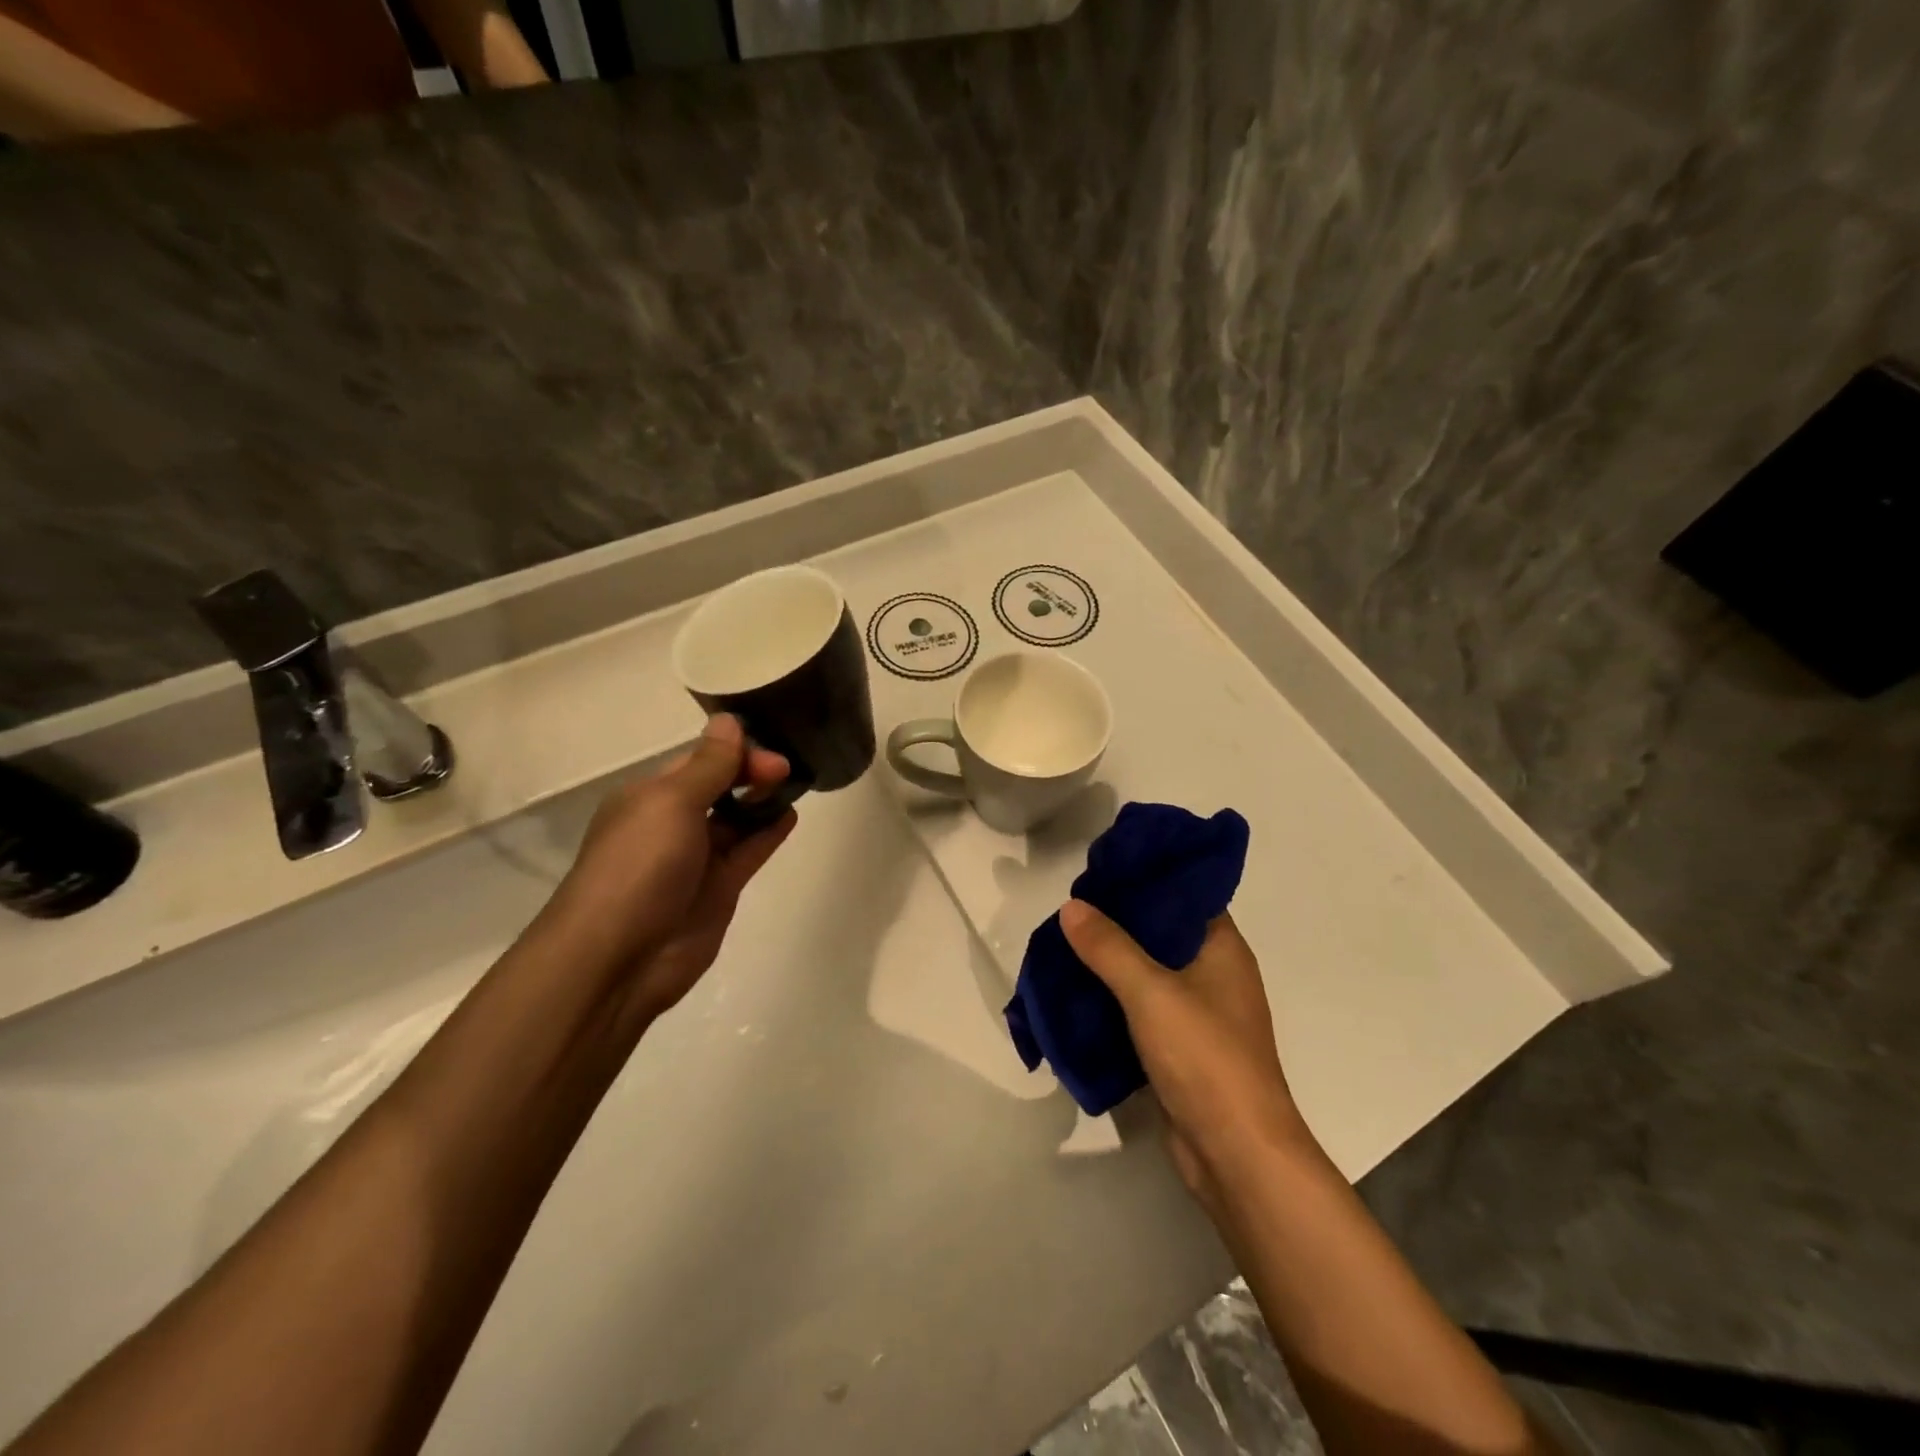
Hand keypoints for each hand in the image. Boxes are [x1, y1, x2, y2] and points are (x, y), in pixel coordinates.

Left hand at [538, 714, 795, 1026]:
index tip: (770, 750)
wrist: (620, 958)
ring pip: (737, 818)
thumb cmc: (639, 867)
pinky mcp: (719, 889)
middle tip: (786, 769)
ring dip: (763, 799)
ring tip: (797, 782)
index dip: (735, 750)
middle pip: (720, 785)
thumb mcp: (671, 803)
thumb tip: (728, 720)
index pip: (699, 759)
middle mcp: (672, 823)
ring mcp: (697, 858)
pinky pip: (749, 851)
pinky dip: (769, 832)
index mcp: (650, 796)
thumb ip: (708, 764)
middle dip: (751, 771)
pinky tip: (790, 815)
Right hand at [1059, 902, 1310, 1206]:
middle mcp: (1216, 974)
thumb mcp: (1150, 992)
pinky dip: (1116, 999)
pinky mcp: (1183, 1048)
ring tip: (1068, 943)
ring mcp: (1201, 1014)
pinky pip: (1144, 1010)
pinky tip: (1079, 990)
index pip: (1185, 895)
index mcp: (1223, 949)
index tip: (1104, 870)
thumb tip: (1071, 906)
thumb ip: (1108, 947)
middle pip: (1163, 933)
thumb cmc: (1205, 1057)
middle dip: (1119, 922)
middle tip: (1073, 908)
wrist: (1236, 1154)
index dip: (1147, 878)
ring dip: (1113, 963)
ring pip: (1150, 973)